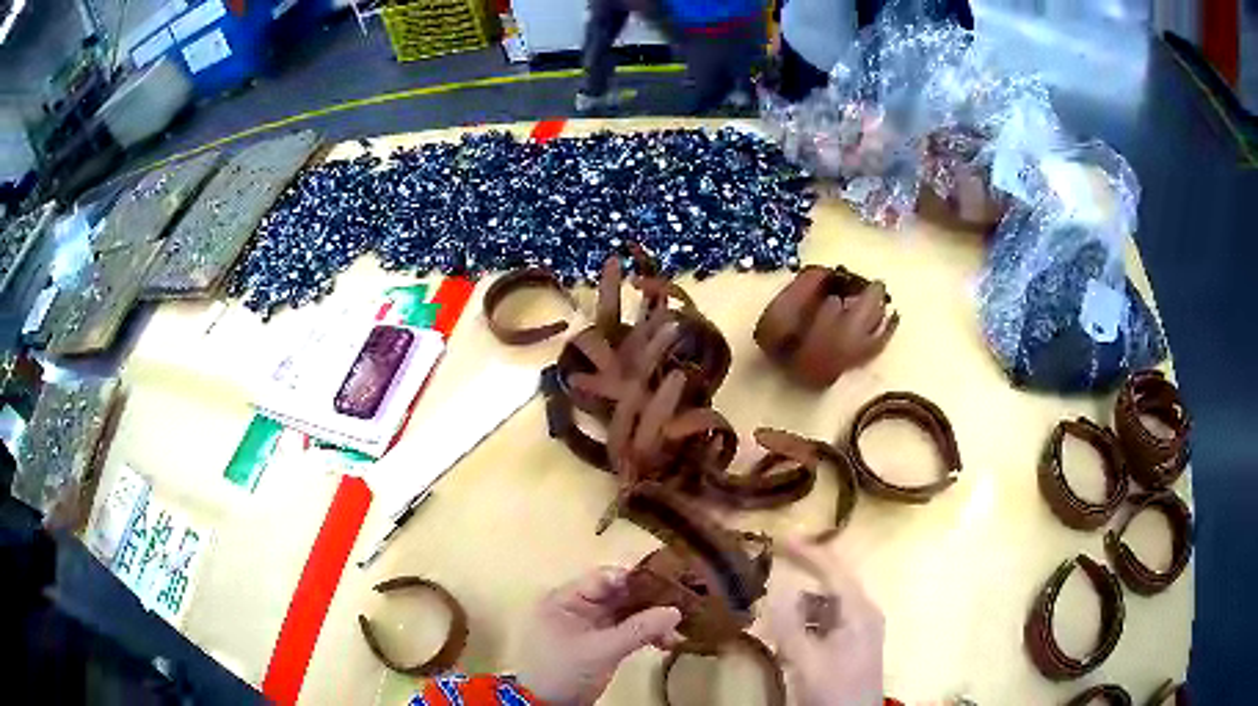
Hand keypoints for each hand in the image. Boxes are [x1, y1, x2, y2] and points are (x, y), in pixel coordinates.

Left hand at [517, 567, 682, 705]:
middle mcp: (579, 606)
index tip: (669, 585)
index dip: (636, 579)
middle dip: (650, 602)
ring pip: (627, 612)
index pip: (605, 577)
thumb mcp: (601, 650)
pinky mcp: (602, 642)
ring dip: (652, 621)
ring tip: (676, 634)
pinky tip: (667, 643)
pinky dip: (646, 634)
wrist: (548, 705)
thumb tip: (675, 611)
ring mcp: (591, 624)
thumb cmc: (565, 670)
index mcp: (566, 598)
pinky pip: (628, 630)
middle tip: (681, 609)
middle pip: (620, 594)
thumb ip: (638, 629)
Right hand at [767, 538, 884, 705]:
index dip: (809, 552)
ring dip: (803, 603)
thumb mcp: (807, 660)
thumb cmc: (834, 690)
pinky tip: (790, 635)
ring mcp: (860, 630)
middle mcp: (863, 614)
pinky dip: (807, 622)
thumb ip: (791, 625)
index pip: (834, 570)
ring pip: (828, 605)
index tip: (781, 538)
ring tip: (775, 609)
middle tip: (775, 564)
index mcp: (859, 611)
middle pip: (833, 583)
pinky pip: (827, 623)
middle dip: (805, 574)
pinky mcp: (852, 646)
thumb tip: (778, 587)